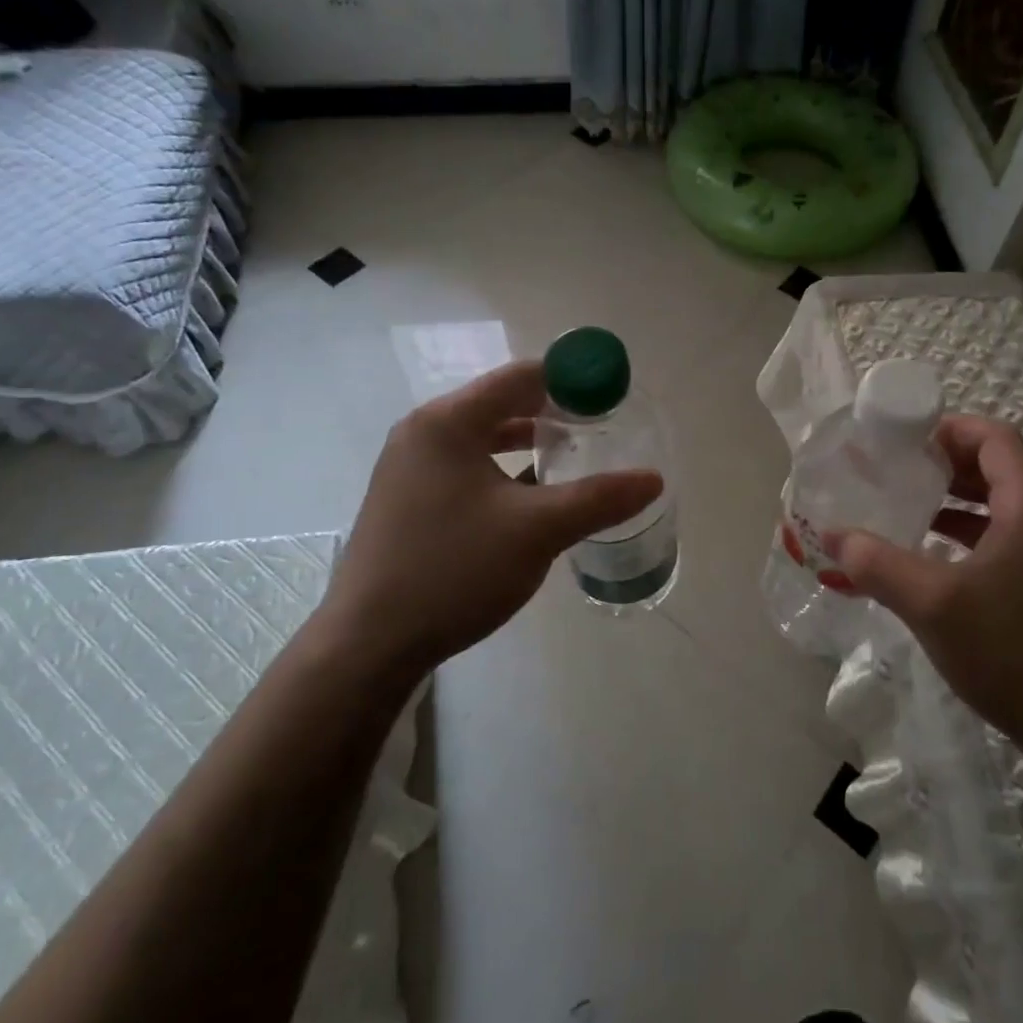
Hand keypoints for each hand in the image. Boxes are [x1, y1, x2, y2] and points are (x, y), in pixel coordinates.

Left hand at [319, 361, 662, 676]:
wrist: (367, 644)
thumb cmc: (452, 571)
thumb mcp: (536, 532)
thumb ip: (599, 499)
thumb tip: (654, 479)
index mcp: (448, 421)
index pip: (522, 377)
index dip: (572, 380)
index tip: (613, 398)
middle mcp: (424, 431)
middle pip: (502, 403)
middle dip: (554, 412)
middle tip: (601, 430)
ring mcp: (410, 466)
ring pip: (484, 438)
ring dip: (529, 443)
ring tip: (573, 458)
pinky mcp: (408, 498)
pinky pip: (467, 466)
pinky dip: (504, 470)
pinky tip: (532, 496)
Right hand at [828, 415, 1022, 761]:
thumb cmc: (1011, 651)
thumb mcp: (932, 604)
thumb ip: (877, 563)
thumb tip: (832, 535)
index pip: (994, 438)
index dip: (948, 430)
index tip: (902, 442)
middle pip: (1001, 465)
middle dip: (948, 463)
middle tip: (898, 470)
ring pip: (1008, 501)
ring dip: (961, 498)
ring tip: (911, 506)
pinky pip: (1016, 532)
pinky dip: (977, 529)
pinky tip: (939, 552)